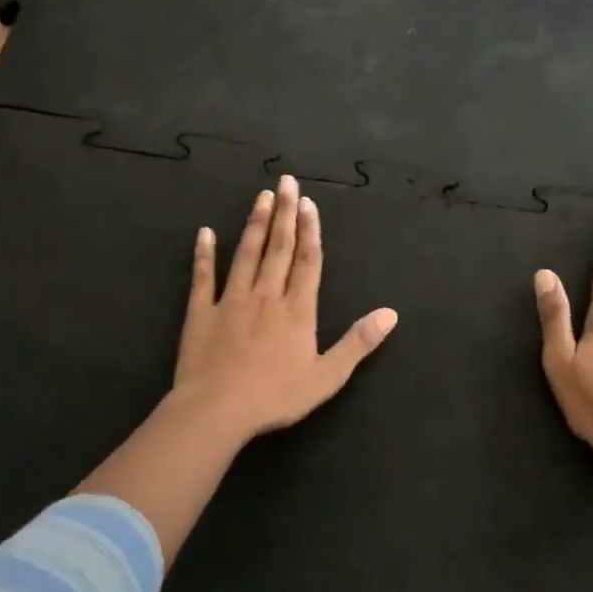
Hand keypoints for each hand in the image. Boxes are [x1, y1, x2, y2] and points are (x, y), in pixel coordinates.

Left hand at [174, 173, 398, 440]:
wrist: (217, 410)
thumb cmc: (276, 396)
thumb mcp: (327, 376)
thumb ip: (358, 342)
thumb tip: (391, 314)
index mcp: (297, 310)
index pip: (308, 261)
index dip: (310, 230)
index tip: (309, 203)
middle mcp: (267, 295)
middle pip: (278, 248)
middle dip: (285, 213)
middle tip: (287, 181)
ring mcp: (232, 300)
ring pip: (246, 254)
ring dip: (255, 224)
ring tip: (261, 196)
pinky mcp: (201, 312)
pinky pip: (203, 277)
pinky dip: (204, 254)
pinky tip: (205, 233)